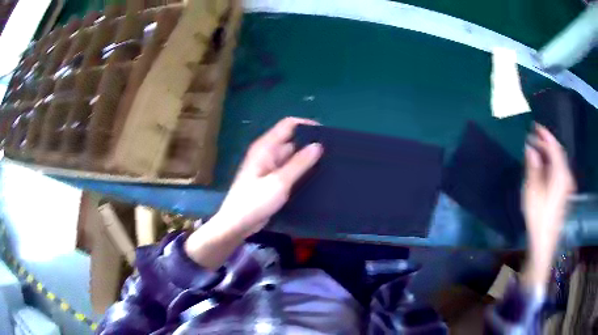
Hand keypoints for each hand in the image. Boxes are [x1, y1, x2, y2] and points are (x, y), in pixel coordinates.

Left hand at [185, 118, 322, 268]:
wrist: (237, 224)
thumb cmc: (255, 201)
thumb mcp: (279, 182)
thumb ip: (299, 163)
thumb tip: (318, 145)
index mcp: (266, 147)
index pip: (288, 125)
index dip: (307, 125)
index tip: (327, 134)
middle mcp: (268, 153)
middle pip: (292, 140)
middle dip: (310, 144)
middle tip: (333, 153)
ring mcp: (270, 167)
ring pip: (292, 156)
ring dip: (307, 159)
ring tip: (330, 164)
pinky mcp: (272, 180)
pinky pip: (290, 170)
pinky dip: (301, 171)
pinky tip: (317, 177)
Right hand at [522, 124, 574, 285]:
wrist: (545, 242)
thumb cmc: (538, 217)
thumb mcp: (532, 192)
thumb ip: (533, 167)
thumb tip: (530, 148)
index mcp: (560, 174)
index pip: (554, 147)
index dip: (545, 135)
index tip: (535, 126)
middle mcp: (566, 176)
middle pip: (558, 153)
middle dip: (546, 143)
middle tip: (533, 138)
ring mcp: (566, 185)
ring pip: (559, 161)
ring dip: (548, 153)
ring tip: (536, 150)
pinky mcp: (564, 191)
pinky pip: (559, 170)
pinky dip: (551, 163)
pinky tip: (543, 166)